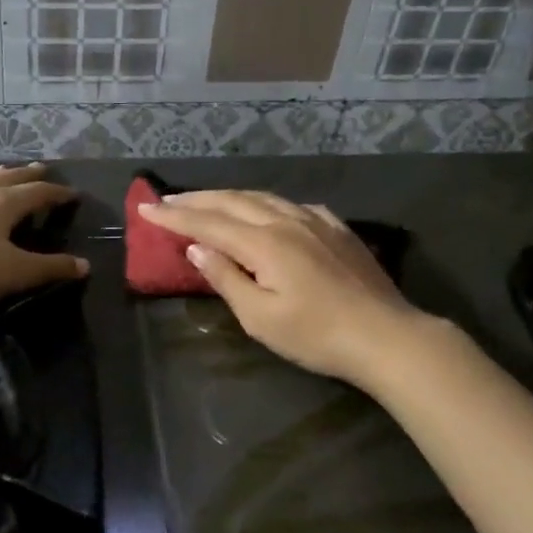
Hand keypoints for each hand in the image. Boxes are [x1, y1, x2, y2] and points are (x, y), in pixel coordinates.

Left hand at [0, 164, 86, 311]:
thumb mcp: (11, 273)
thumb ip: (48, 268)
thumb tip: (84, 265)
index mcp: (3, 204)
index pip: (38, 193)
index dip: (57, 193)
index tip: (72, 193)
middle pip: (7, 178)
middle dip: (27, 175)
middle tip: (41, 168)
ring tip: (3, 171)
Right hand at [137, 190, 424, 386]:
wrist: (385, 335)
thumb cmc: (317, 335)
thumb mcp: (261, 317)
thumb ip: (227, 278)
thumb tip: (198, 248)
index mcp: (264, 243)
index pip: (208, 224)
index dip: (174, 216)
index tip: (146, 208)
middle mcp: (286, 221)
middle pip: (232, 201)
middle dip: (196, 199)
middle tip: (167, 199)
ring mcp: (315, 221)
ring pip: (262, 197)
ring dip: (228, 196)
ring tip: (207, 200)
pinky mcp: (336, 228)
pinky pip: (292, 205)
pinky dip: (266, 203)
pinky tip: (267, 210)